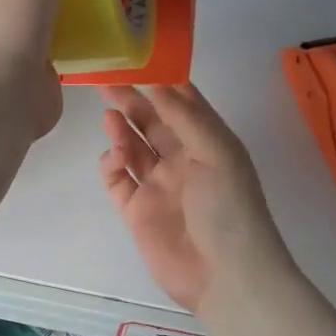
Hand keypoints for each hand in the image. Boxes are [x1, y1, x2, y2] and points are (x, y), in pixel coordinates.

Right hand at [99, 84, 296, 313]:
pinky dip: (111, 165)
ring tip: (109, 117)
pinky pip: (118, 180)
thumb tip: (157, 83)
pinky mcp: (137, 211)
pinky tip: (114, 158)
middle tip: (107, 83)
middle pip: (152, 122)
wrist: (226, 277)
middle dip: (132, 102)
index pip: (183, 104)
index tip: (136, 59)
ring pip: (133, 147)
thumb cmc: (229, 208)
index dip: (162, 82)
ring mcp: (158, 186)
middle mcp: (183, 160)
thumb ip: (185, 117)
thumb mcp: (217, 153)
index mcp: (208, 143)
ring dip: (120, 130)